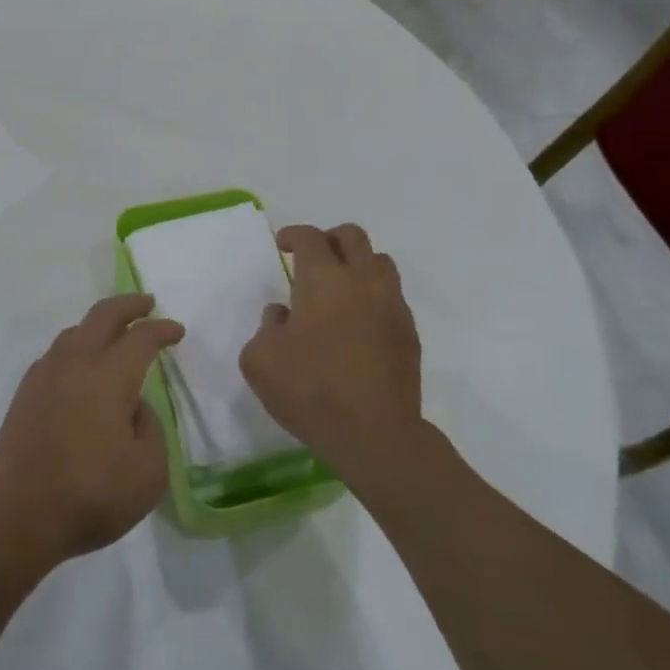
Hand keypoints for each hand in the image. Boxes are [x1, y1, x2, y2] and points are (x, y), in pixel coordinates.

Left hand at [0, 294, 180, 568]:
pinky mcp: (24, 395)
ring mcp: (44, 376)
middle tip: (147, 304)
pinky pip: (55, 356)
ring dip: (98, 326)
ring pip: (74, 332)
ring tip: (113, 336)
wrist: (17, 515)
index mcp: (110, 375)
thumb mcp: (149, 472)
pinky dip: (76, 350)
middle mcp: (75, 363)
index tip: (177, 331)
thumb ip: (151, 429)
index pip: (141, 337)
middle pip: (103, 316)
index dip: (162, 330)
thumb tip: (133, 407)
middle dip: (129, 305)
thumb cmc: (91, 495)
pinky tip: (80, 370)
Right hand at [239, 224, 422, 481]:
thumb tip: (283, 315)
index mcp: (323, 280)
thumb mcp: (260, 360)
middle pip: (352, 236)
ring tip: (340, 288)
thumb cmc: (311, 391)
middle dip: (329, 240)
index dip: (294, 235)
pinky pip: (391, 296)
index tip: (283, 246)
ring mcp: (391, 305)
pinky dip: (373, 296)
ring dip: (357, 264)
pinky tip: (358, 323)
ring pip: (379, 262)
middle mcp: (362, 281)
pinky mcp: (409, 332)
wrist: (375, 434)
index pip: (310, 238)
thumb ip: (266, 326)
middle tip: (313, 259)